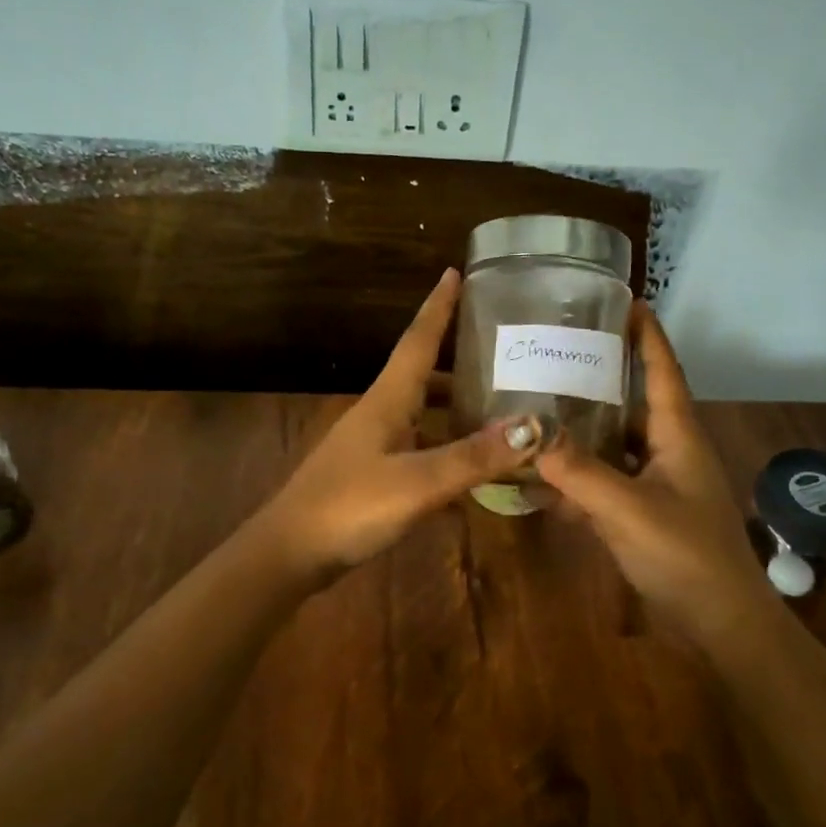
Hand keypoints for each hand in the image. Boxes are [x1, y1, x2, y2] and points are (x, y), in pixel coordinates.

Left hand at [258, 269, 535, 581]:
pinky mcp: (372, 475)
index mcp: (387, 400)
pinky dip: (446, 449)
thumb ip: (475, 456)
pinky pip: (419, 449)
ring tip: (497, 405)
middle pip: (422, 373)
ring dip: (454, 405)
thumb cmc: (350, 507)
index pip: (418, 340)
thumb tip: (534, 426)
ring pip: (421, 413)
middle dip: (457, 357)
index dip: (438, 307)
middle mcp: (380, 414)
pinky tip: (471, 468)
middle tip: (501, 348)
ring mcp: (373, 446)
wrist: (290, 554)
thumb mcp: (419, 482)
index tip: (455, 272)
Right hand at [537, 302, 766, 644]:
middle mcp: (671, 450)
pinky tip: (544, 478)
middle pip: (635, 401)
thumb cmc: (685, 555)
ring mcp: (660, 484)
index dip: (647, 333)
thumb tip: (529, 432)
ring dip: (585, 428)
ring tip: (541, 405)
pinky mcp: (646, 514)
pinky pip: (608, 482)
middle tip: (559, 352)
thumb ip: (578, 472)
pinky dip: (580, 477)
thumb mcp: (628, 509)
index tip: (624, 300)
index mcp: (678, 435)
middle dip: (603, 375)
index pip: (663, 369)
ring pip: (617, 443)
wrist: (721, 624)